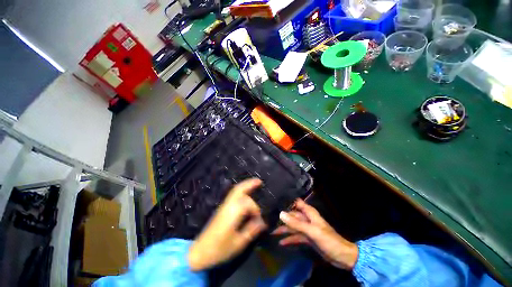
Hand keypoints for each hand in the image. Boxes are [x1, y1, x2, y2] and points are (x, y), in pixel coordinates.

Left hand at [188, 178, 266, 271]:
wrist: (200, 251)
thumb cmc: (219, 249)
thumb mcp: (238, 243)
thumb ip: (251, 230)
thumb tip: (263, 222)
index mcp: (232, 213)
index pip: (248, 203)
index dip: (256, 209)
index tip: (260, 220)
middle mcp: (228, 205)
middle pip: (239, 189)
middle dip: (250, 184)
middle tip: (259, 181)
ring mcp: (224, 205)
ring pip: (235, 190)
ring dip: (245, 185)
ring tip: (254, 183)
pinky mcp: (222, 208)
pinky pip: (233, 194)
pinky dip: (240, 190)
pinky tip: (246, 193)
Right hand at [272, 199, 357, 269]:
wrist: (342, 256)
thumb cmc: (328, 240)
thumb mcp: (312, 231)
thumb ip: (296, 223)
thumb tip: (281, 214)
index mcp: (309, 212)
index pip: (295, 202)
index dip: (286, 200)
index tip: (274, 200)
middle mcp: (306, 218)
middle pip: (292, 215)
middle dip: (282, 217)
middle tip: (269, 218)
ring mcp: (306, 228)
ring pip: (292, 226)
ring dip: (284, 229)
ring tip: (272, 231)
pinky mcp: (307, 238)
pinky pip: (295, 237)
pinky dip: (289, 239)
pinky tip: (281, 242)